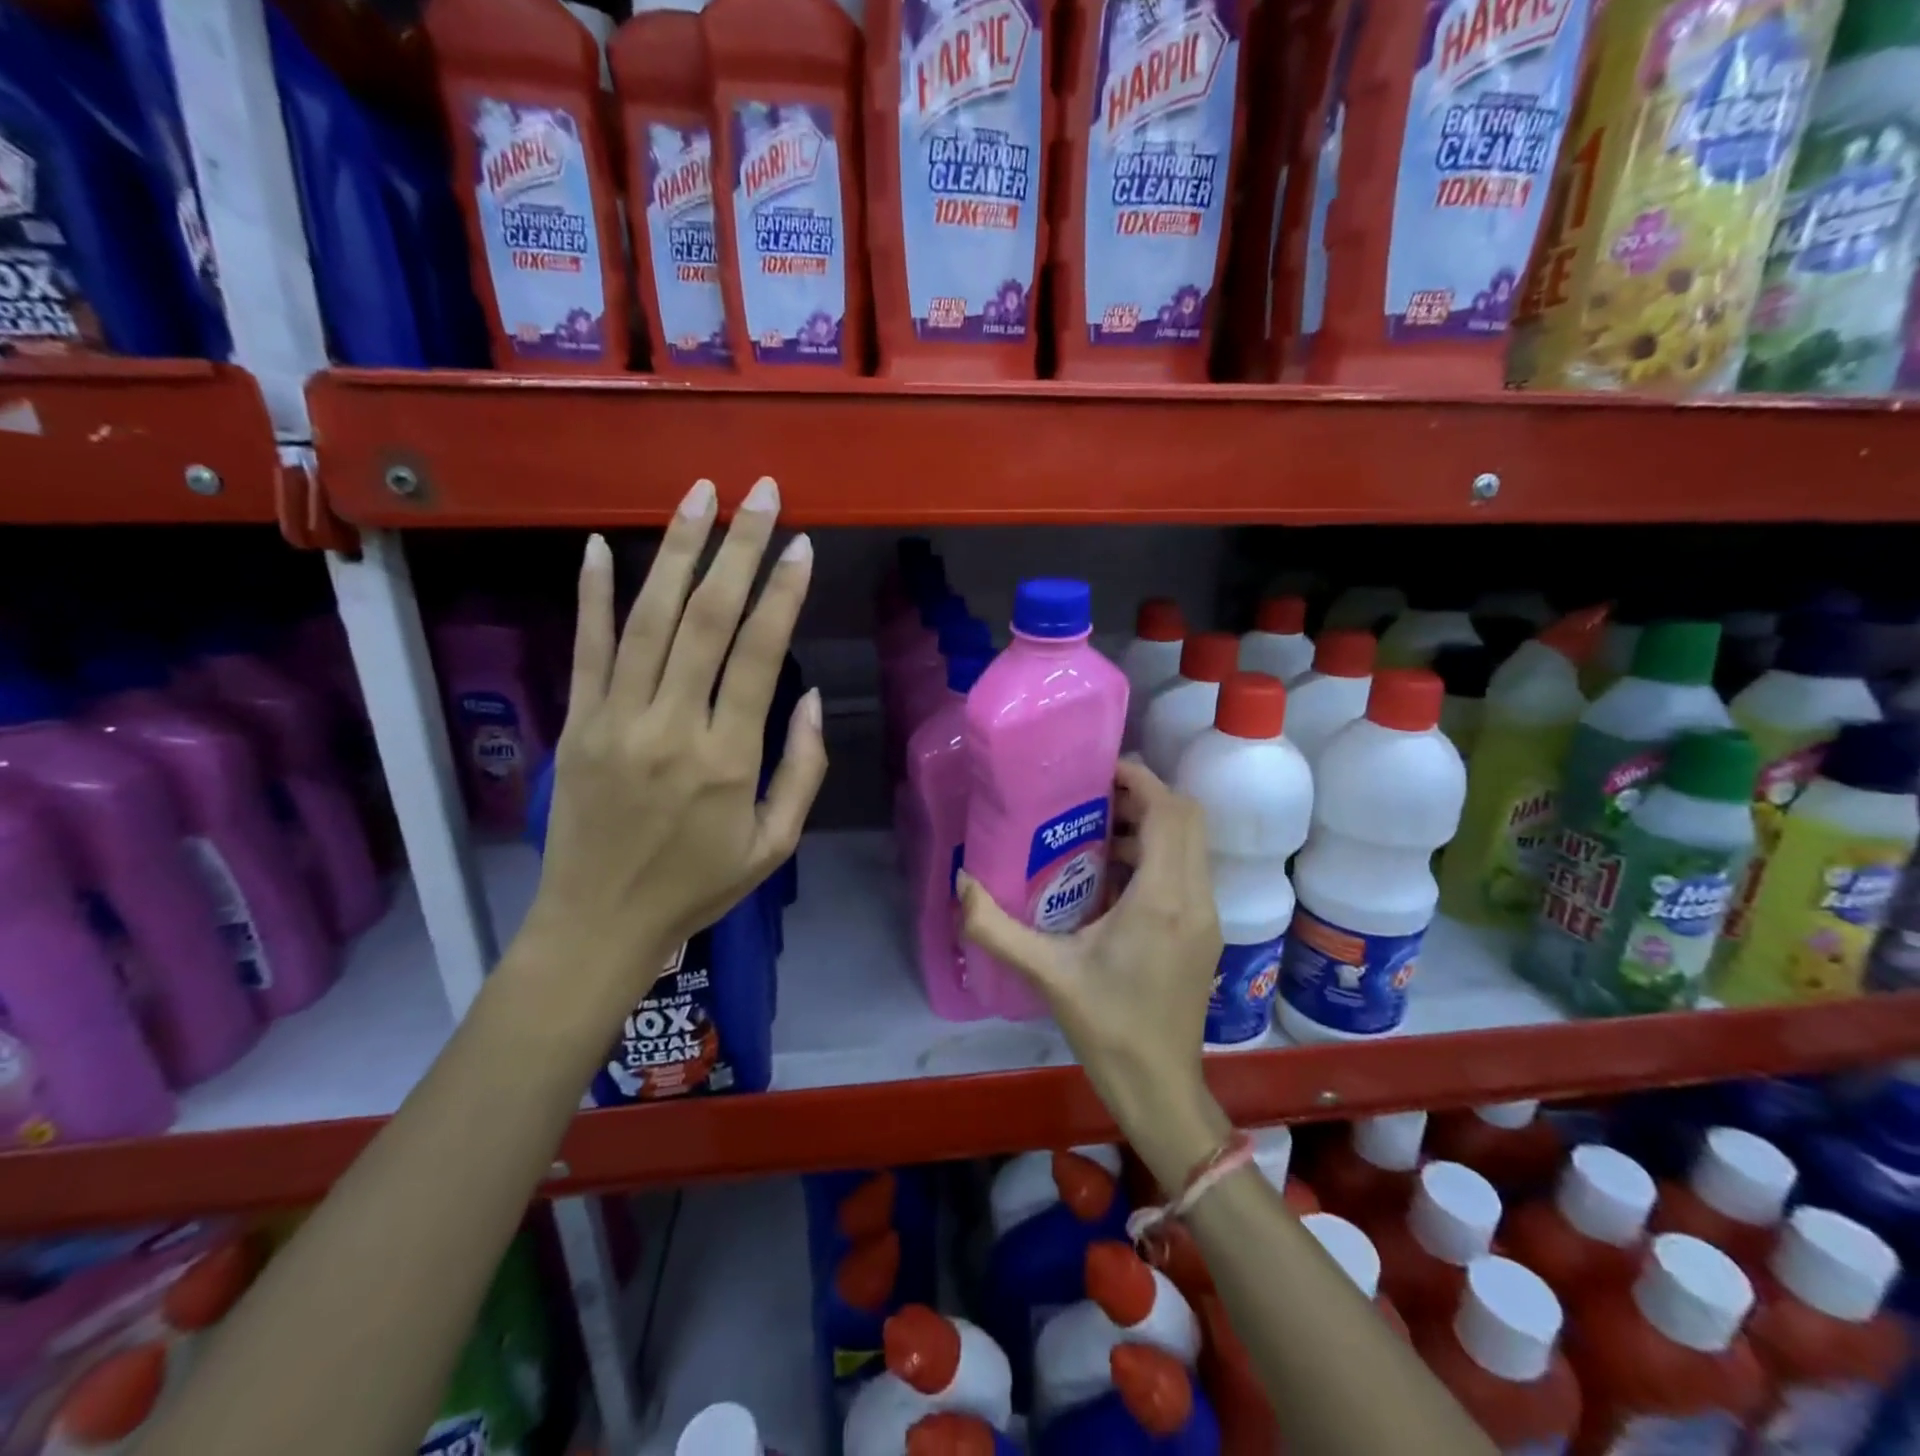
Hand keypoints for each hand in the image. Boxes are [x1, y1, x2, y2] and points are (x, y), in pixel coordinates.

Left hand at [523, 476, 826, 1017]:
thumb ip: (802, 770)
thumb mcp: (775, 845)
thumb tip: (809, 697)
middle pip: (707, 620)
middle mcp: (671, 725)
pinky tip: (601, 544)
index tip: (800, 544)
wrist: (599, 923)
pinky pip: (585, 647)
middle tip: (759, 493)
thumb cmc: (698, 886)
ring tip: (700, 496)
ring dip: (676, 552)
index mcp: (727, 758)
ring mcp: (615, 718)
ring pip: (648, 619)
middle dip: (737, 549)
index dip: (782, 593)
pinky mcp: (576, 722)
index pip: (759, 655)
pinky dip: (591, 593)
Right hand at [957, 760, 1228, 1183]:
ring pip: (1190, 844)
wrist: (1159, 1087)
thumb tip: (961, 885)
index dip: (1139, 780)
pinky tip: (1112, 877)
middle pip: (1187, 818)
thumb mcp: (1046, 974)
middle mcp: (1195, 898)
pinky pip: (1187, 870)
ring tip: (1096, 830)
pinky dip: (1158, 854)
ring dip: (1151, 825)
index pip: (1169, 812)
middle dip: (1145, 795)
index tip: (1098, 771)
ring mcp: (1206, 916)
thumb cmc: (1107, 1028)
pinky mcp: (1204, 932)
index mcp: (1162, 899)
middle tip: (1093, 796)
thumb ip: (996, 928)